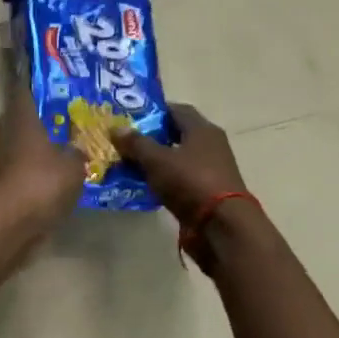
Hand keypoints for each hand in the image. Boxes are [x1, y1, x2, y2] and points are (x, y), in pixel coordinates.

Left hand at [0, 92, 84, 224]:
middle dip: (35, 121)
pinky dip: (29, 174)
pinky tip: (47, 181)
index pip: (23, 93)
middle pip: (17, 121)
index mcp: (21, 121)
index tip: (43, 83)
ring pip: (16, 148)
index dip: (31, 86)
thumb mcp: (73, 165)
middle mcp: (4, 137)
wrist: (12, 223)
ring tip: (56, 152)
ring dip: (32, 150)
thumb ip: (76, 152)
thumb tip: (75, 149)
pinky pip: (17, 173)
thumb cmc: (43, 181)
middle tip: (57, 121)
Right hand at [114, 103, 249, 226]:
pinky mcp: (207, 192)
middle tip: (125, 140)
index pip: (176, 109)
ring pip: (177, 158)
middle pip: (177, 133)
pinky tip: (144, 184)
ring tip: (128, 163)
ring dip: (156, 160)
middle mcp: (210, 145)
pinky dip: (164, 179)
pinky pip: (180, 178)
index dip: (153, 110)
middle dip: (151, 136)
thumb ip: (136, 143)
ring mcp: (211, 170)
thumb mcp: (157, 160)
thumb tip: (116, 128)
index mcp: (202, 129)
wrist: (222, 227)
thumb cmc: (190, 182)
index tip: (130, 116)